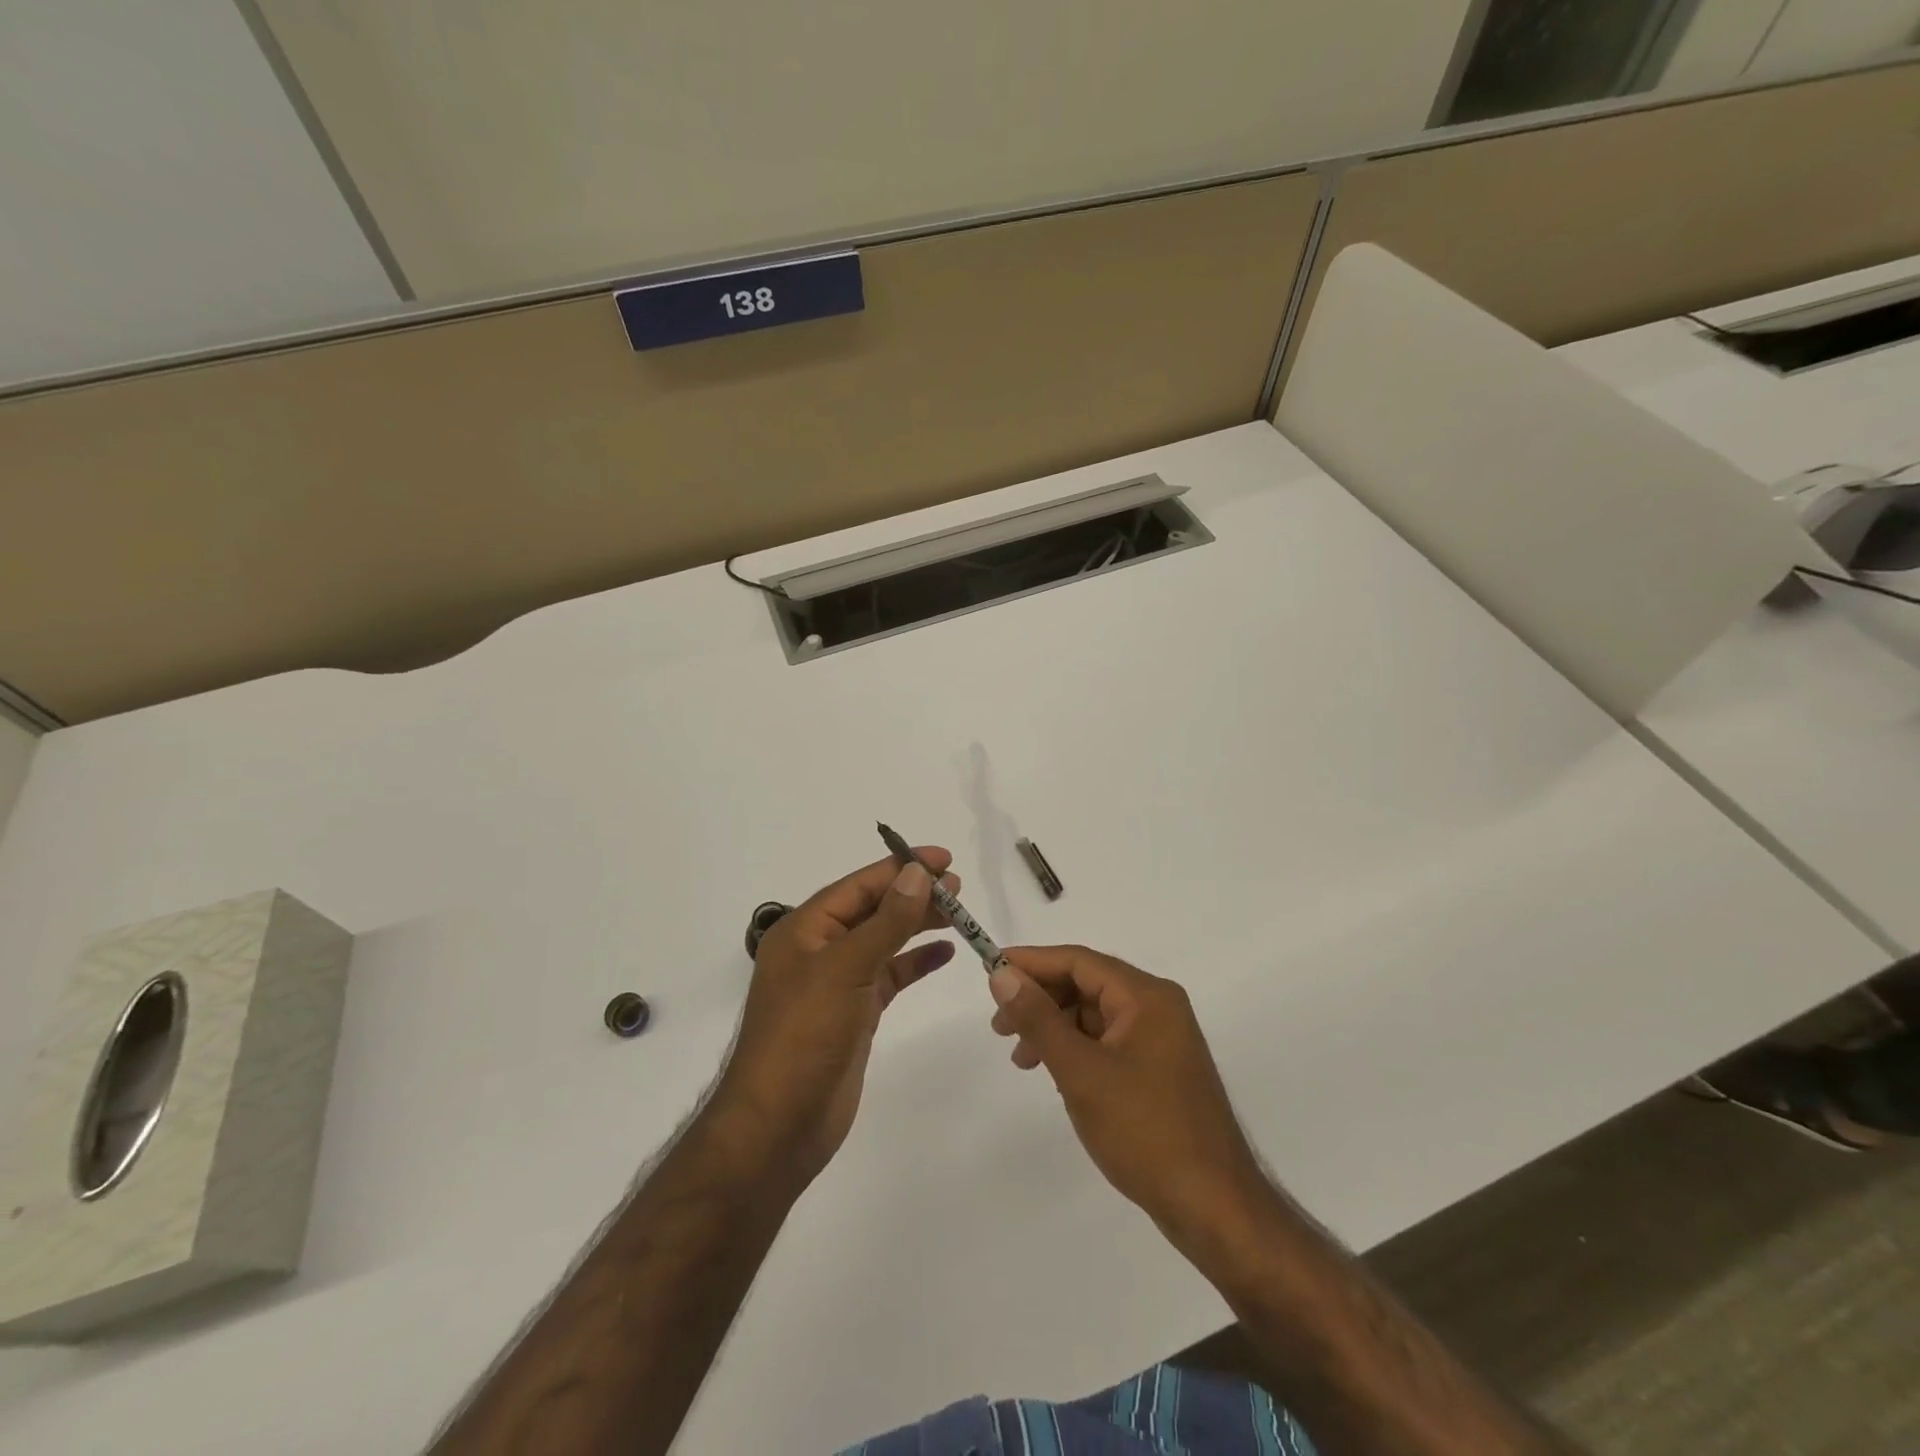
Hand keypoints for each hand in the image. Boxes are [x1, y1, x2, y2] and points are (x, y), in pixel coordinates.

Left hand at [713, 850, 959, 1185]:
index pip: (858, 886)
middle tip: (958, 886)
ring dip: (917, 924)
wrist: (779, 1127)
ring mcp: (837, 983)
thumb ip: (886, 921)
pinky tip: (943, 952)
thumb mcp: (846, 969)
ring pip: (883, 940)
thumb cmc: (805, 1037)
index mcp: (804, 930)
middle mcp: (819, 950)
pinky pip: (889, 975)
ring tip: (957, 912)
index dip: (900, 867)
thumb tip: (917, 873)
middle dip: (912, 893)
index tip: (944, 858)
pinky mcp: (854, 1014)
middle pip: (872, 909)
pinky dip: (915, 962)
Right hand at [988, 946, 1267, 1245]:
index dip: (1032, 962)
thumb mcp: (1081, 1072)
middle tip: (999, 1027)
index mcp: (1146, 997)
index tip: (991, 971)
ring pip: (1095, 1015)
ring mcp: (1162, 1039)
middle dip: (1041, 999)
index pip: (1079, 961)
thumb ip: (1039, 1019)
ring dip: (1055, 1028)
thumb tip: (1002, 975)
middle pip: (1087, 984)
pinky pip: (1108, 1042)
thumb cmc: (1145, 1132)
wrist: (1213, 1208)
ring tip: (1022, 1060)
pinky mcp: (1159, 1069)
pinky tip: (1056, 1074)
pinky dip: (1076, 1050)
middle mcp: (1157, 1007)